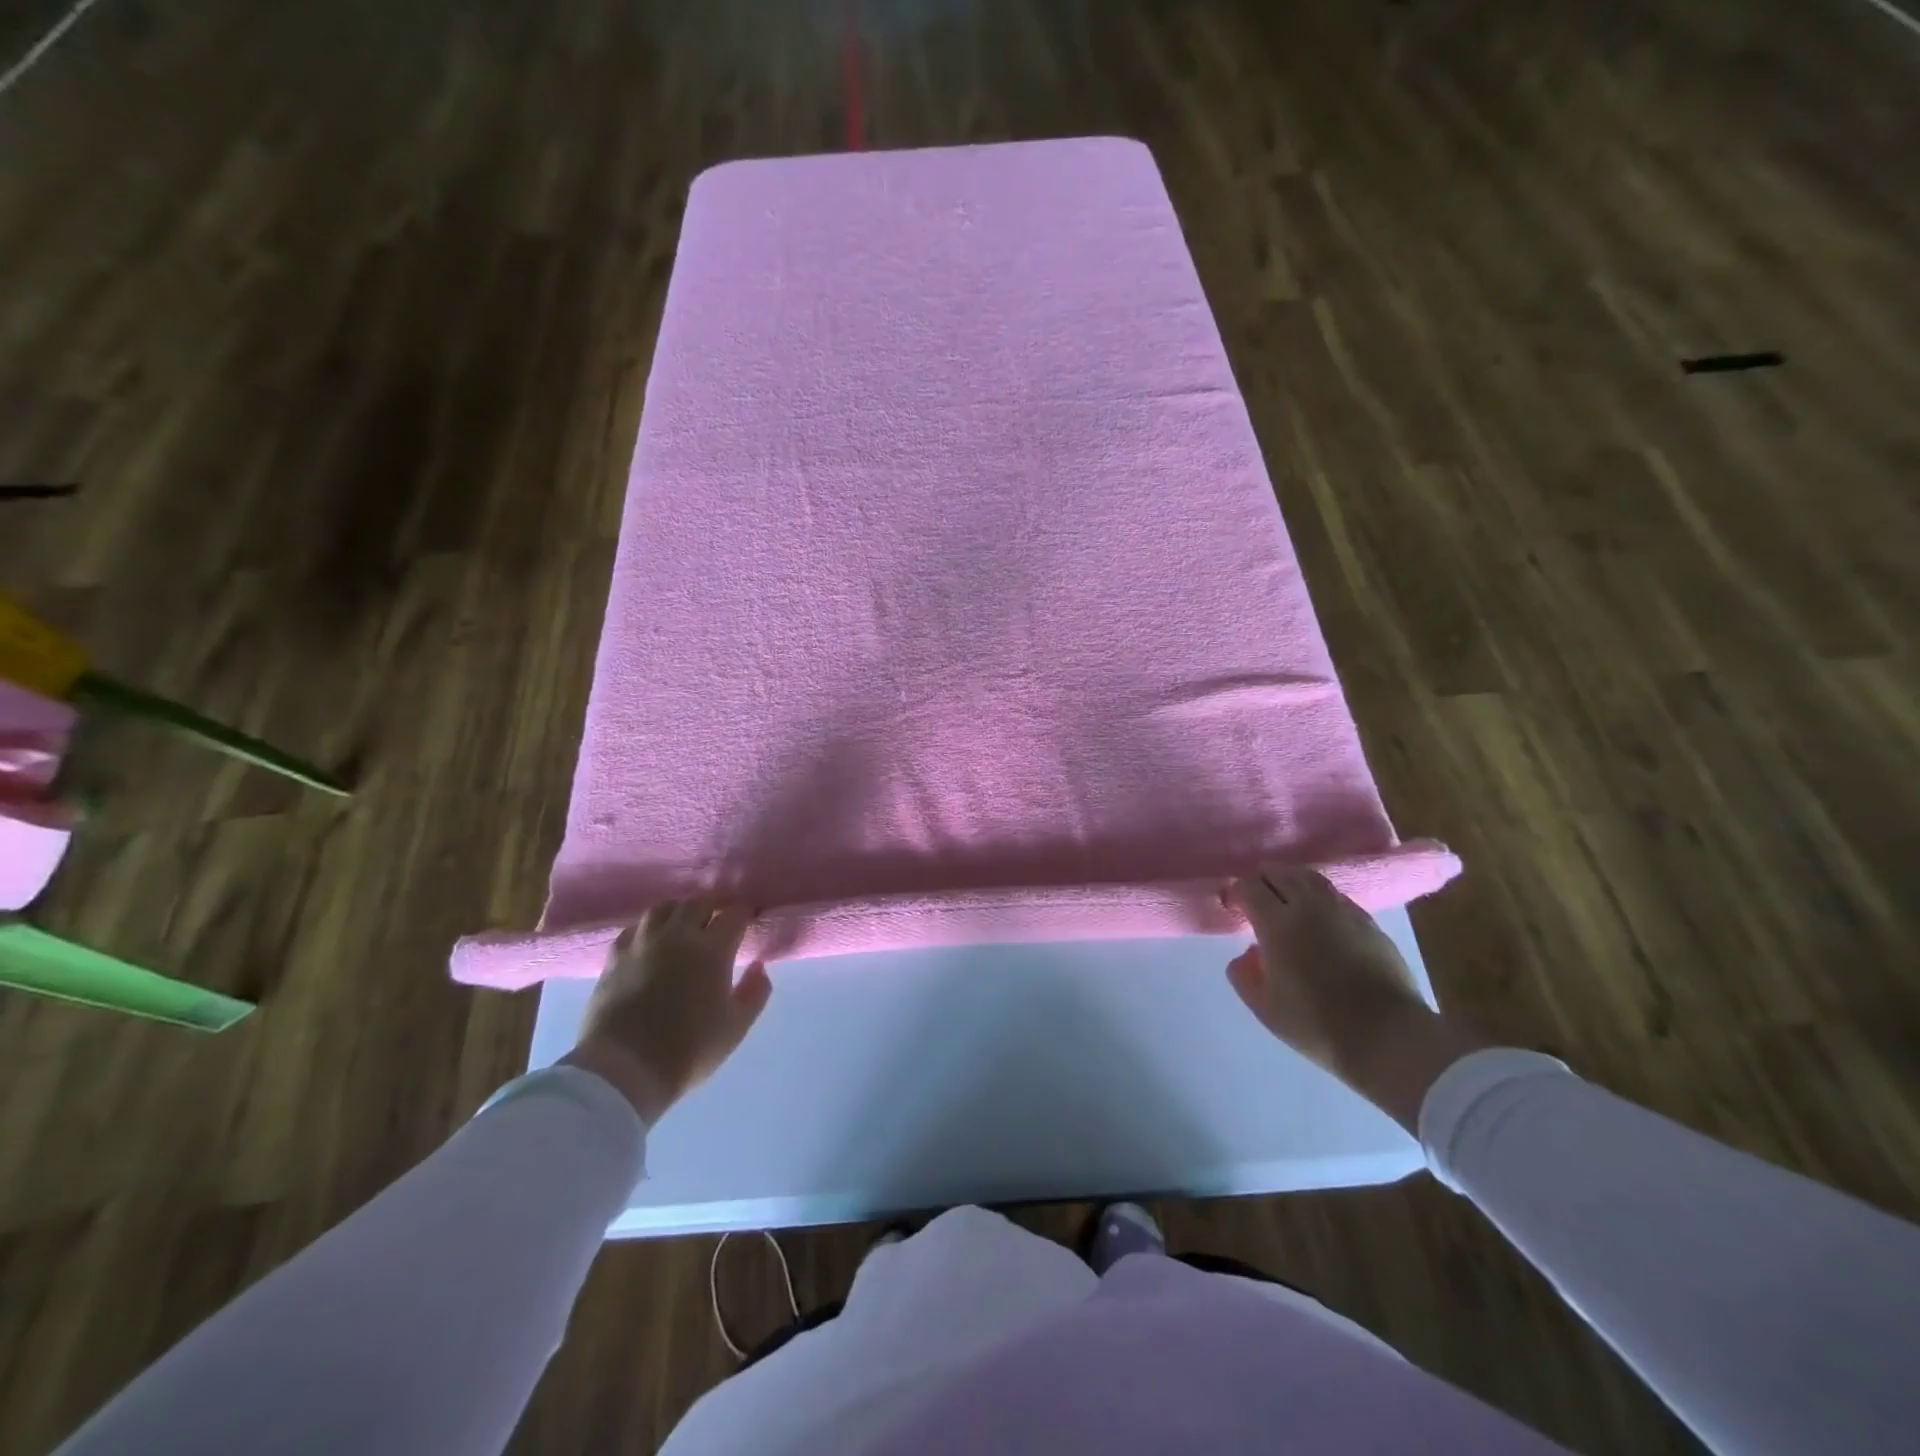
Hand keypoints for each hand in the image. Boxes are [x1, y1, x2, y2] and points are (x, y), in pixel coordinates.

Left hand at [560, 899, 772, 1122]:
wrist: (623, 1070)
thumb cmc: (688, 1050)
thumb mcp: (736, 1027)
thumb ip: (755, 992)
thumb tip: (759, 966)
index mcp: (712, 950)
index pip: (734, 914)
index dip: (745, 912)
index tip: (749, 918)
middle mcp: (677, 936)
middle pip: (698, 902)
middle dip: (714, 905)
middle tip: (719, 918)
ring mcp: (642, 943)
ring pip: (663, 908)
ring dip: (679, 910)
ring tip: (684, 923)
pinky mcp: (614, 957)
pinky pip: (634, 928)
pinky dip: (648, 928)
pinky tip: (650, 941)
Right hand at [1225, 866, 1486, 1131]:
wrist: (1389, 1039)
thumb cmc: (1318, 1025)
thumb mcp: (1265, 1009)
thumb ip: (1244, 976)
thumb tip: (1245, 956)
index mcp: (1277, 924)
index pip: (1249, 886)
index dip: (1236, 892)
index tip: (1232, 907)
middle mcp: (1309, 906)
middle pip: (1280, 872)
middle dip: (1263, 881)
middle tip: (1257, 900)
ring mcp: (1343, 910)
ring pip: (1310, 878)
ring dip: (1292, 882)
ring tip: (1287, 901)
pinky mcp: (1370, 922)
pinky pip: (1336, 896)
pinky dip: (1320, 898)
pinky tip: (1321, 918)